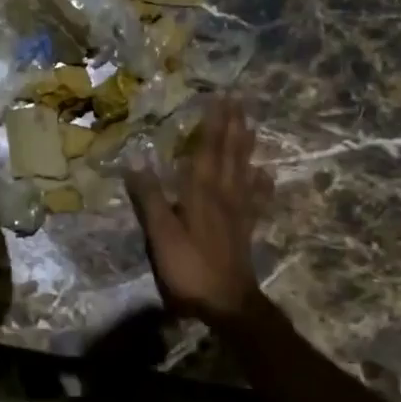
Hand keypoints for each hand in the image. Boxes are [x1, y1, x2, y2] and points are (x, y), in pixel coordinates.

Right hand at [125, 97, 272, 329]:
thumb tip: (136, 161)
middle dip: (233, 126)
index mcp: (201, 192)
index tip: (220, 98)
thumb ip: (149, 198)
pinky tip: (265, 175)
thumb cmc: (190, 267)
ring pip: (244, 170)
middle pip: (230, 154)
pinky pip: (255, 199)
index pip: (208, 149)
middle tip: (239, 101)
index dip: (214, 124)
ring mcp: (238, 212)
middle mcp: (223, 195)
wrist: (228, 303)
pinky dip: (260, 184)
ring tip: (251, 126)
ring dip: (246, 147)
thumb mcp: (161, 234)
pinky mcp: (245, 229)